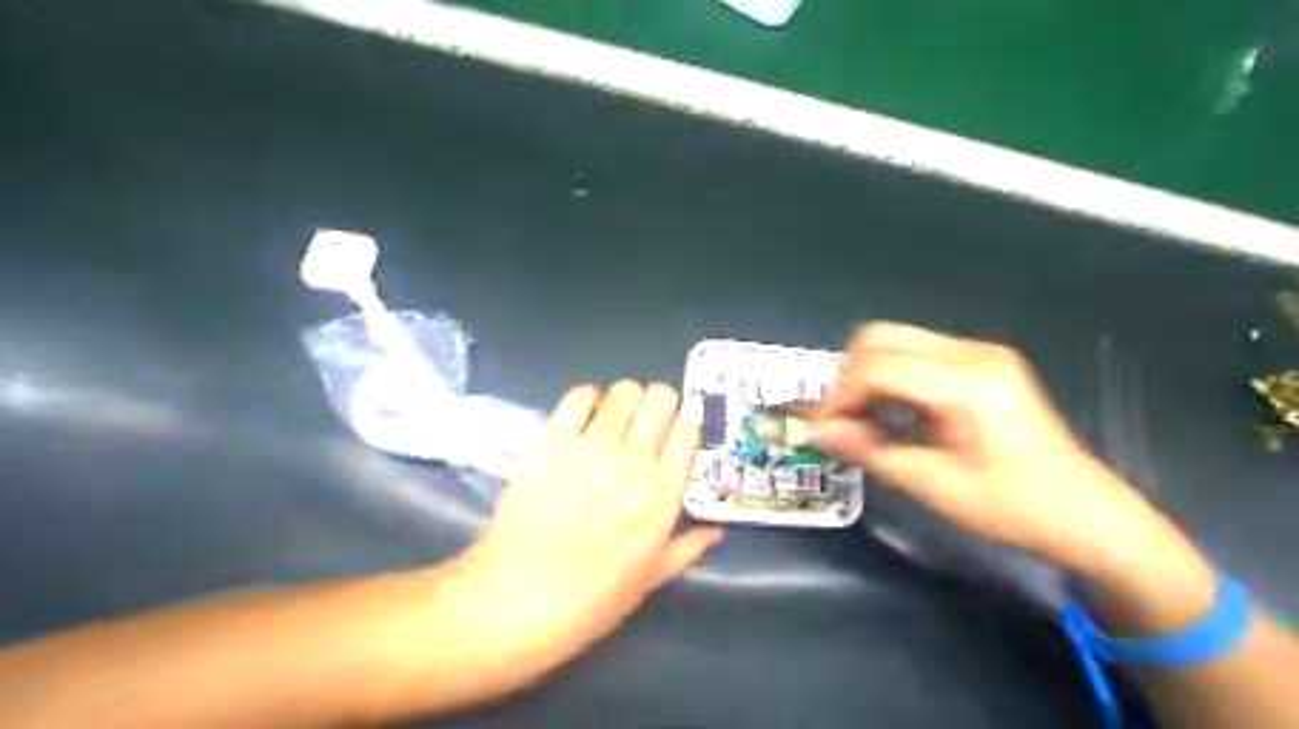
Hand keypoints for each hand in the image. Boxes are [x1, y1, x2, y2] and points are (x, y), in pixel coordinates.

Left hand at [437, 383, 720, 689]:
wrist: (515, 602)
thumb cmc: (590, 600)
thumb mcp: (649, 579)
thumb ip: (687, 549)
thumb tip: (716, 531)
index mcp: (662, 494)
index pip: (688, 428)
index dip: (683, 424)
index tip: (673, 435)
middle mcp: (633, 461)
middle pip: (659, 397)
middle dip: (656, 405)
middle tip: (643, 425)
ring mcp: (591, 448)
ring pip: (622, 391)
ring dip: (622, 402)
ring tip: (611, 423)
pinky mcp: (550, 441)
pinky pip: (579, 396)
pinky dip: (586, 400)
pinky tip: (581, 420)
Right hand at [808, 321, 1185, 579]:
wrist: (1086, 514)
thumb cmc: (1012, 507)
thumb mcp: (932, 485)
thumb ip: (868, 450)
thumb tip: (817, 433)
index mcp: (967, 384)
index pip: (877, 367)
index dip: (838, 396)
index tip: (821, 431)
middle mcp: (973, 354)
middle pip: (881, 338)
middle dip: (848, 378)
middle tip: (842, 422)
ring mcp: (980, 353)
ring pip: (895, 341)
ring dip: (867, 376)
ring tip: (864, 420)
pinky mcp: (982, 362)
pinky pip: (917, 354)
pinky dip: (891, 378)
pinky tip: (894, 413)